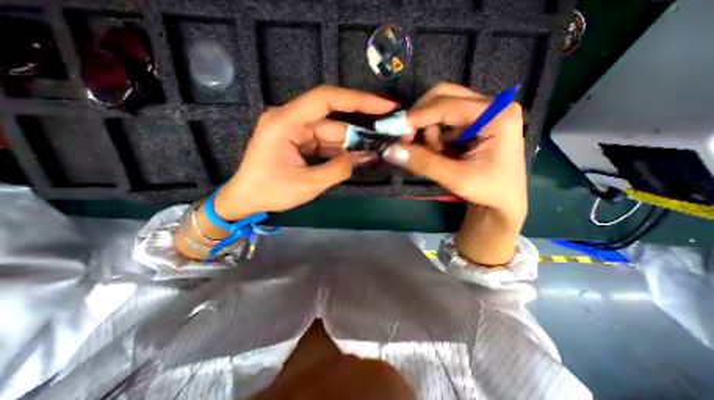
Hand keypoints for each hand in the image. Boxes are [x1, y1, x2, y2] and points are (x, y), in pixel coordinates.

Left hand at [217, 84, 395, 219]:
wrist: (246, 199)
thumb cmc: (270, 192)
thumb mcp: (308, 184)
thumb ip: (340, 169)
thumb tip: (367, 158)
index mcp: (285, 122)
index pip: (326, 99)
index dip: (358, 100)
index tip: (384, 105)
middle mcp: (290, 119)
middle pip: (332, 120)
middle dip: (359, 130)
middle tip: (385, 135)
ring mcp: (294, 130)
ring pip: (331, 133)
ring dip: (351, 144)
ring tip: (374, 151)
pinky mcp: (298, 140)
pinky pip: (324, 142)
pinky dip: (340, 151)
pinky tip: (355, 158)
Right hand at [381, 81, 525, 263]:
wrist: (502, 201)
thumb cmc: (488, 190)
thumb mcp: (455, 178)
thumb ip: (422, 162)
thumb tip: (389, 150)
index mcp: (497, 115)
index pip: (448, 105)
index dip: (417, 116)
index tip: (392, 129)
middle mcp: (490, 106)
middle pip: (443, 97)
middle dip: (420, 118)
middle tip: (407, 139)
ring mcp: (480, 113)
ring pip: (438, 108)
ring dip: (426, 131)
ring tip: (432, 154)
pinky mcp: (471, 123)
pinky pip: (441, 121)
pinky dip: (431, 135)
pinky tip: (437, 151)